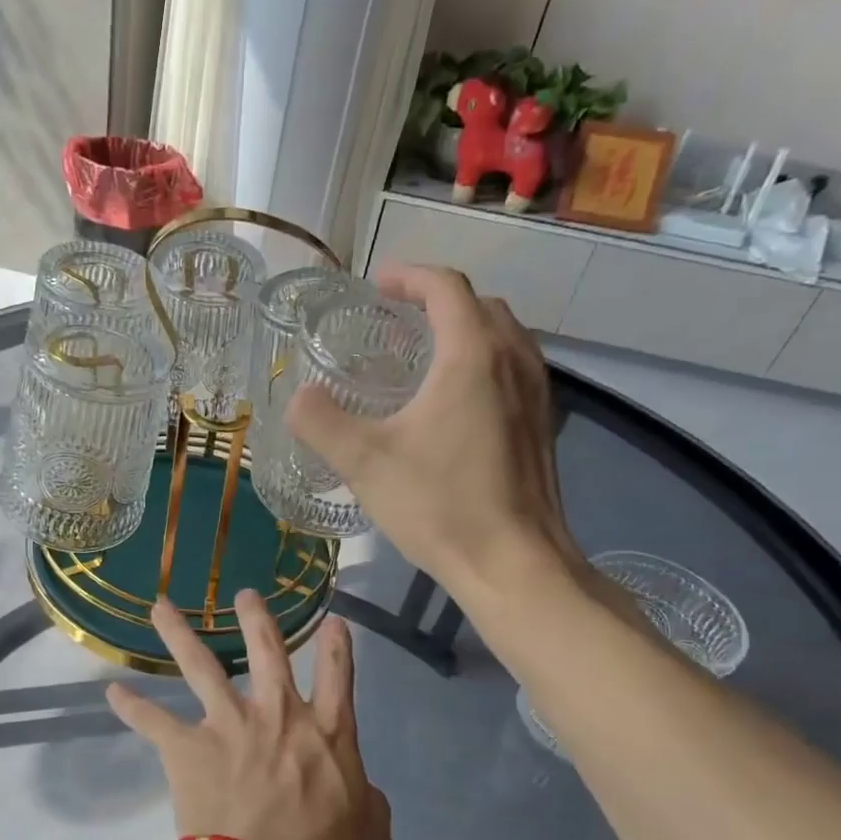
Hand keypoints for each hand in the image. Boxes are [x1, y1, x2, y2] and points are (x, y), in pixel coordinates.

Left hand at [104, 593, 390, 839]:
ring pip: (201, 666)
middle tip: (244, 594)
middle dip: (256, 618)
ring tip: (160, 606)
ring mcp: (229, 725)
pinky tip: (112, 692)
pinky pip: (153, 721)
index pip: (338, 676)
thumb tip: (360, 789)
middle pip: (267, 651)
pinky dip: (132, 707)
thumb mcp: (373, 836)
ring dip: (179, 633)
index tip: (332, 621)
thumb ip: (368, 801)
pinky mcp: (189, 747)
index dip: (337, 646)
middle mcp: (278, 715)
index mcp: (328, 734)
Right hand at [285, 264, 583, 597]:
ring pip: (502, 336)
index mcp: (473, 355)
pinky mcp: (542, 425)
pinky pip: (512, 368)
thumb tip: (298, 398)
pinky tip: (453, 402)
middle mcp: (514, 360)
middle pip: (479, 305)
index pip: (446, 287)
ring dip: (463, 328)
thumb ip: (320, 421)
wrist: (514, 563)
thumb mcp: (363, 462)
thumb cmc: (440, 505)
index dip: (408, 276)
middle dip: (436, 299)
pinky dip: (482, 360)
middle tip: (395, 318)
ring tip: (422, 353)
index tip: (376, 285)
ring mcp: (537, 393)